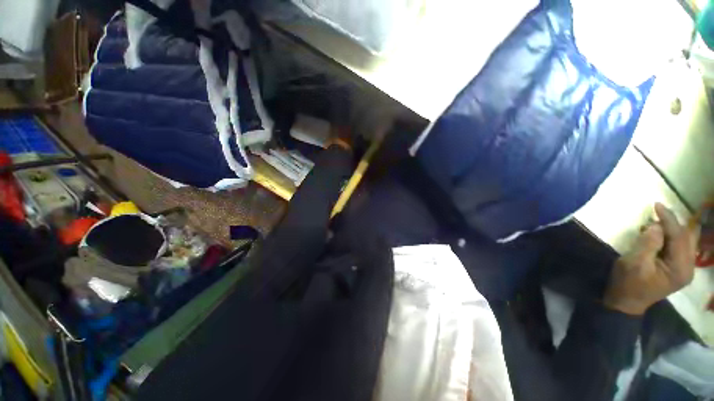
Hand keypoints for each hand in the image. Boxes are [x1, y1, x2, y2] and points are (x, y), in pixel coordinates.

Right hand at [603, 203, 697, 314]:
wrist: (625, 302)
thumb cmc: (628, 283)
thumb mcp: (634, 263)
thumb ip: (648, 243)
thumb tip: (656, 225)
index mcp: (680, 268)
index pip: (679, 237)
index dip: (669, 219)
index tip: (656, 204)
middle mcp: (688, 267)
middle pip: (687, 238)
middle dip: (673, 223)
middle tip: (657, 214)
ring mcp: (684, 269)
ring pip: (685, 241)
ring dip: (673, 229)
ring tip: (658, 223)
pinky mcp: (677, 268)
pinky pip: (680, 247)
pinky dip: (671, 237)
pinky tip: (660, 235)